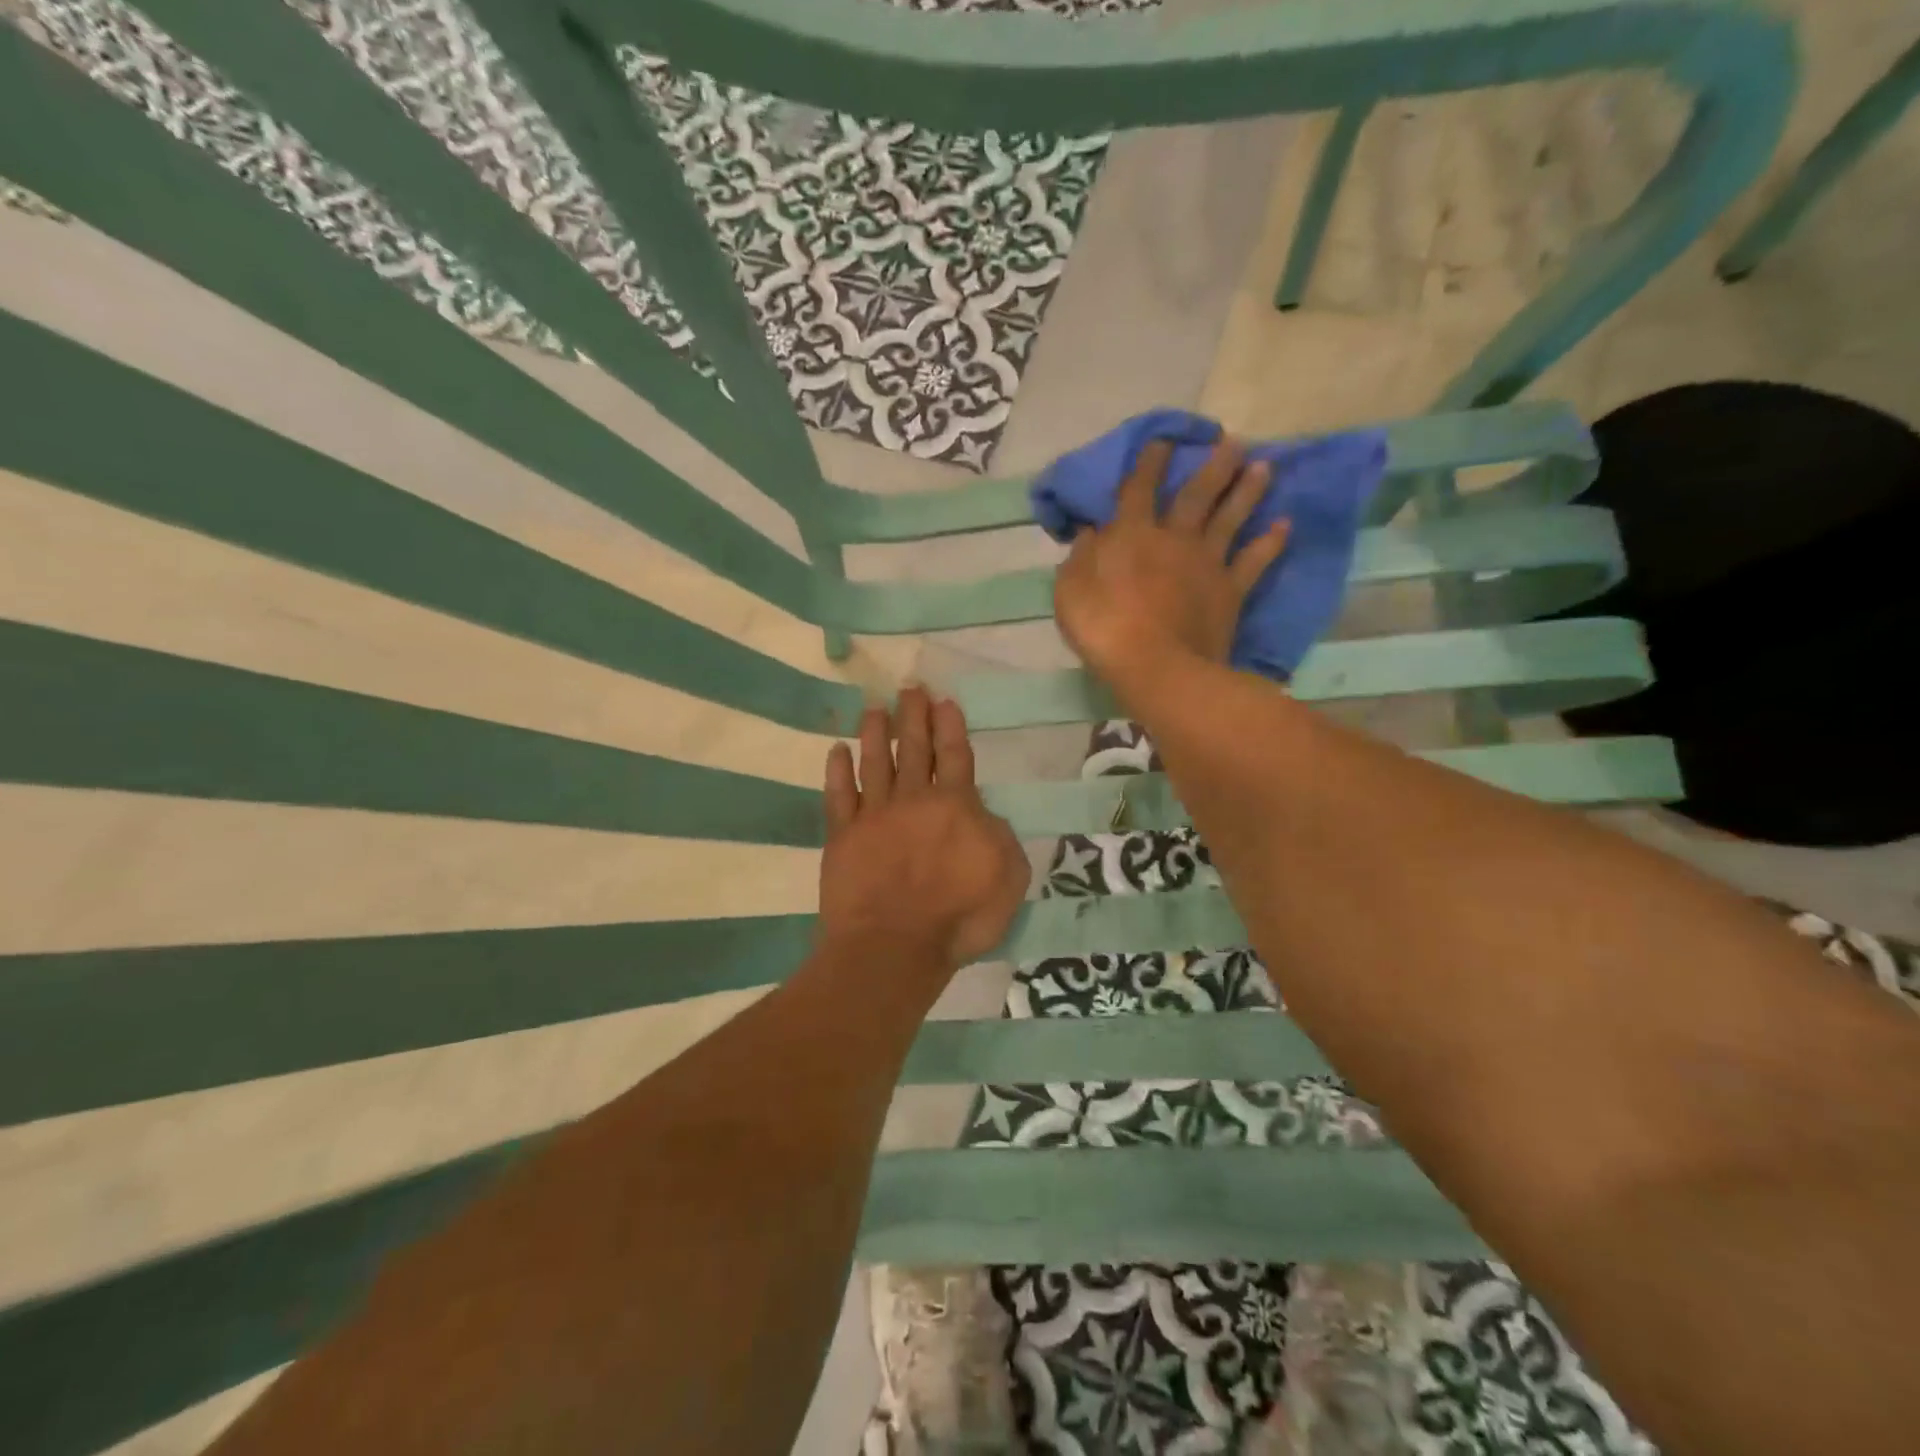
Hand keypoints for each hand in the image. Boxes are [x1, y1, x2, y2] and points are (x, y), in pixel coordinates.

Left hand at [819, 687, 1028, 972]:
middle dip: (914, 716)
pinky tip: (836, 751)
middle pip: (914, 749)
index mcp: (955, 806)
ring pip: (875, 763)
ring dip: (875, 733)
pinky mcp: (842, 835)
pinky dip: (837, 771)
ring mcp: (873, 816)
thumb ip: (1000, 837)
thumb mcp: (1008, 878)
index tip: (942, 700)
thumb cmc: (958, 917)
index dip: (949, 726)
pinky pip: (838, 795)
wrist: (893, 947)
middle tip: (910, 688)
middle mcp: (913, 800)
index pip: (954, 755)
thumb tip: (983, 815)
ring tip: (874, 708)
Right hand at [1053, 437, 1289, 698]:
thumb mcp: (1071, 591)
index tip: (1163, 439)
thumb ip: (1080, 557)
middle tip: (1234, 440)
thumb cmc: (1104, 629)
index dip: (1150, 461)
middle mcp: (1174, 539)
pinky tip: (1284, 525)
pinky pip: (1254, 561)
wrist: (1157, 667)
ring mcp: (1206, 564)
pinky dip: (1270, 543)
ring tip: (1264, 465)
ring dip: (1247, 491)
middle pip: (1196, 494)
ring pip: (1230, 518)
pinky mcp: (1230, 591)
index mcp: (1132, 535)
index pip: (1139, 489)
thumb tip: (1091, 531)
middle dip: (1214, 465)